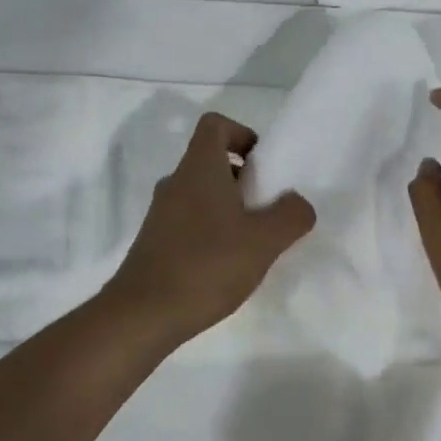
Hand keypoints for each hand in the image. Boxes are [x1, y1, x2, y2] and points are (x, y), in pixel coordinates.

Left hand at [104, 111, 315, 347]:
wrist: (142, 315)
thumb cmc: (206, 264)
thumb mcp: (263, 240)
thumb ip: (291, 216)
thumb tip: (299, 203)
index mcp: (199, 168)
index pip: (215, 125)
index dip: (241, 134)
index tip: (262, 165)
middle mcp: (176, 182)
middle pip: (210, 160)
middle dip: (242, 177)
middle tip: (266, 207)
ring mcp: (161, 213)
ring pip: (200, 193)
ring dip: (227, 207)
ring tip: (251, 242)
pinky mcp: (154, 242)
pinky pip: (188, 220)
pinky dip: (210, 231)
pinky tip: (225, 266)